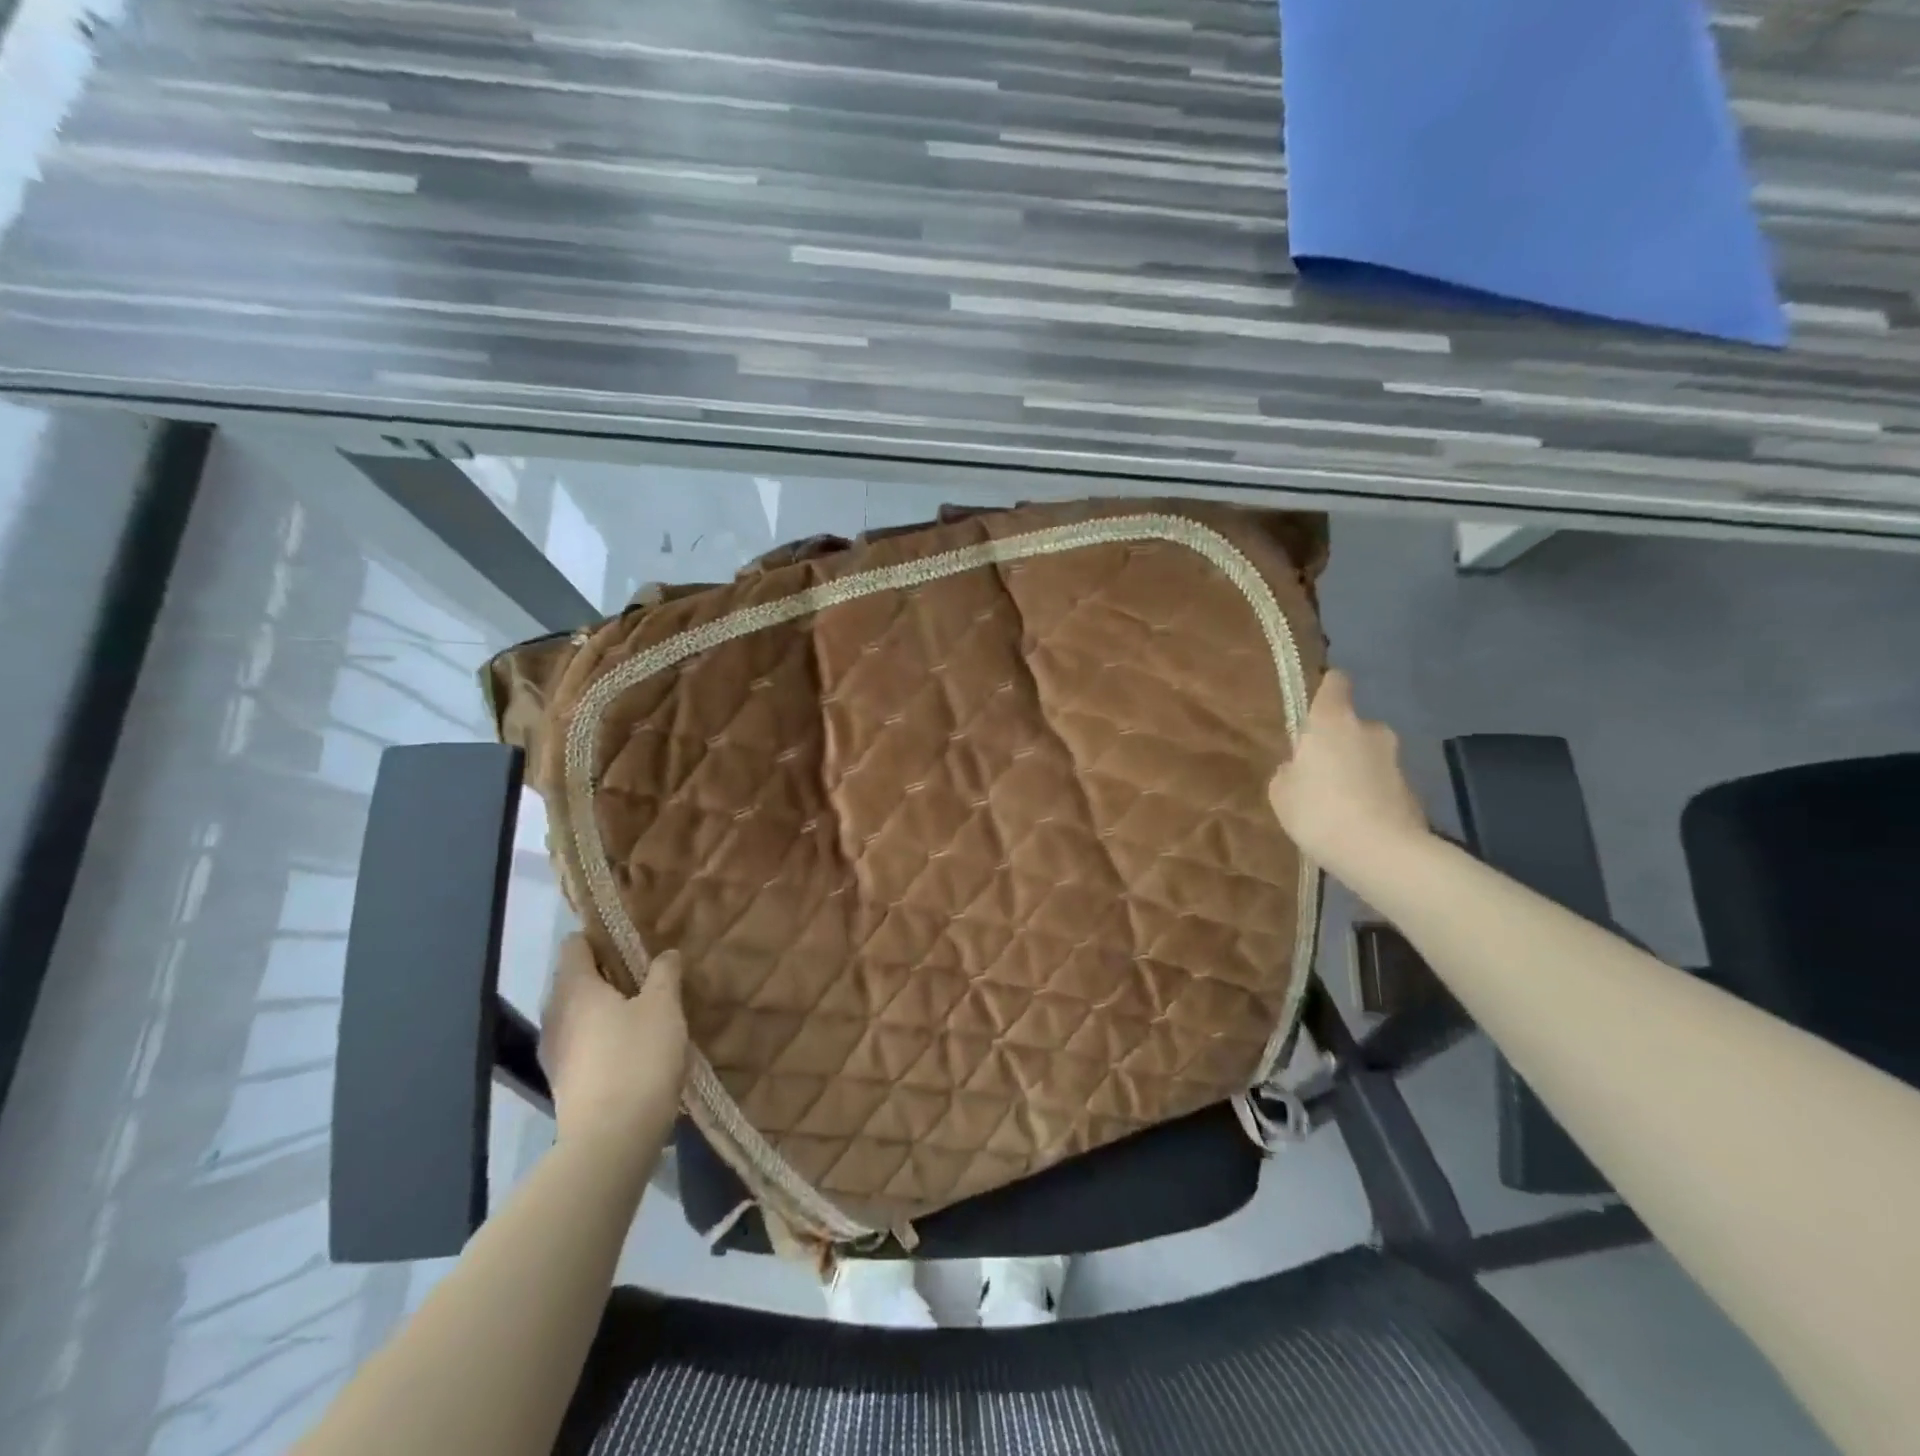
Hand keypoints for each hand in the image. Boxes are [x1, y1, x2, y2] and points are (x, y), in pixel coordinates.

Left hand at [539, 935, 688, 1150]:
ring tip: (643, 1010)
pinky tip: (632, 1047)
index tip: (631, 940)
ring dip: (605, 1007)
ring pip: (578, 1013)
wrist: (611, 1140)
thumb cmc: (637, 1058)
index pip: (575, 945)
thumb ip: (664, 974)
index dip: (600, 937)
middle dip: (607, 973)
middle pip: (575, 979)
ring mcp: (554, 1051)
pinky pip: (581, 1042)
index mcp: (574, 988)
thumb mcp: (663, 1007)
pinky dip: (602, 1036)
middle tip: (646, 974)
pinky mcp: (563, 1082)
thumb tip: (665, 954)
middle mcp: (555, 1014)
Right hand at [1268, 670, 1428, 873]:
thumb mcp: (1281, 793)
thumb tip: (1299, 768)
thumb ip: (1289, 772)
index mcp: (1333, 721)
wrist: (1382, 853)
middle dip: (1338, 743)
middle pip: (1351, 725)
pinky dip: (1371, 794)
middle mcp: (1370, 730)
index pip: (1336, 683)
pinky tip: (1356, 822)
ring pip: (1368, 756)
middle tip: (1318, 773)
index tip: (1316, 705)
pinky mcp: (1413, 789)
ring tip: (1337, 803)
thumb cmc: (1319, 811)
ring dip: (1355, 770)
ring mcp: (1396, 759)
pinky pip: (1382, 783)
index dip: (1327, 689)